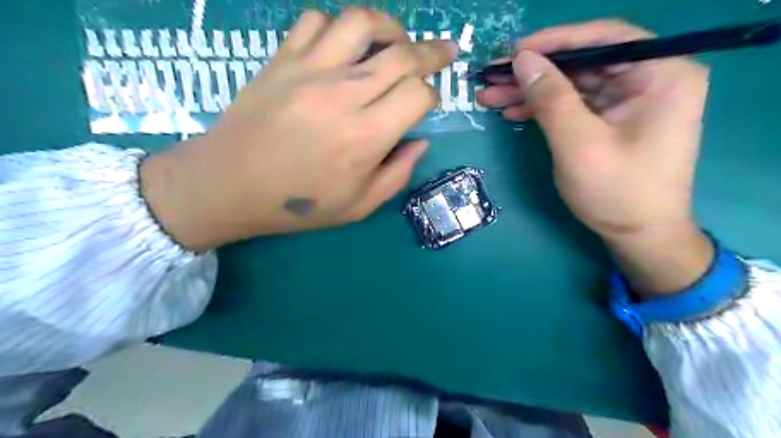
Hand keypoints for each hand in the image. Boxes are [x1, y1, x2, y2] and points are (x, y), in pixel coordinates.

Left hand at [140, 9, 458, 251]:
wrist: (229, 185)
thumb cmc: (298, 203)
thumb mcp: (358, 206)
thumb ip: (397, 174)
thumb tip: (421, 141)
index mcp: (365, 136)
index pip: (417, 94)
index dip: (432, 96)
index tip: (427, 104)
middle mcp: (343, 94)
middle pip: (402, 54)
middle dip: (432, 52)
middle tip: (445, 51)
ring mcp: (309, 70)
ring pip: (361, 22)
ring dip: (388, 27)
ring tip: (396, 41)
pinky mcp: (282, 59)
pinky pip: (315, 20)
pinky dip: (337, 26)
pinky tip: (343, 46)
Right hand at [476, 21, 711, 294]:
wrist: (638, 235)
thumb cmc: (617, 191)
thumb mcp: (578, 143)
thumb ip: (551, 97)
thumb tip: (522, 59)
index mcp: (662, 73)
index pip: (605, 38)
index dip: (555, 40)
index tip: (514, 52)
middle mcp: (650, 78)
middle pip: (584, 62)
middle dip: (535, 72)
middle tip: (493, 78)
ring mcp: (630, 100)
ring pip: (573, 84)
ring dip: (532, 91)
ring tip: (492, 97)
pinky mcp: (612, 120)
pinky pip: (574, 104)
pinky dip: (544, 108)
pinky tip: (514, 112)